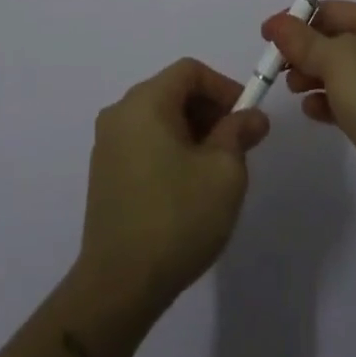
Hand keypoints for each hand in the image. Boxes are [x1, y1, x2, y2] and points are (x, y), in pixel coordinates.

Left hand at [75, 59, 270, 317]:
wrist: (118, 285)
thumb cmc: (177, 218)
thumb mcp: (224, 172)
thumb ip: (239, 133)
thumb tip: (252, 117)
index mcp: (145, 102)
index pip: (190, 71)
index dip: (224, 87)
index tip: (247, 118)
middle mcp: (120, 113)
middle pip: (172, 91)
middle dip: (210, 111)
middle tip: (237, 145)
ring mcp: (107, 144)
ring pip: (159, 118)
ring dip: (192, 132)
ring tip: (216, 170)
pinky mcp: (104, 173)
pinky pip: (144, 142)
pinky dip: (170, 149)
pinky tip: (187, 187)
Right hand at [265, 0, 355, 224]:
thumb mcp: (338, 59)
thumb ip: (302, 40)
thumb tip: (276, 24)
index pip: (333, 11)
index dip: (298, 20)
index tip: (267, 37)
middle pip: (334, 40)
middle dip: (303, 51)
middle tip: (277, 68)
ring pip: (338, 72)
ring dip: (311, 76)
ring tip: (294, 90)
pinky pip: (346, 100)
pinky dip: (326, 102)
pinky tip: (312, 112)